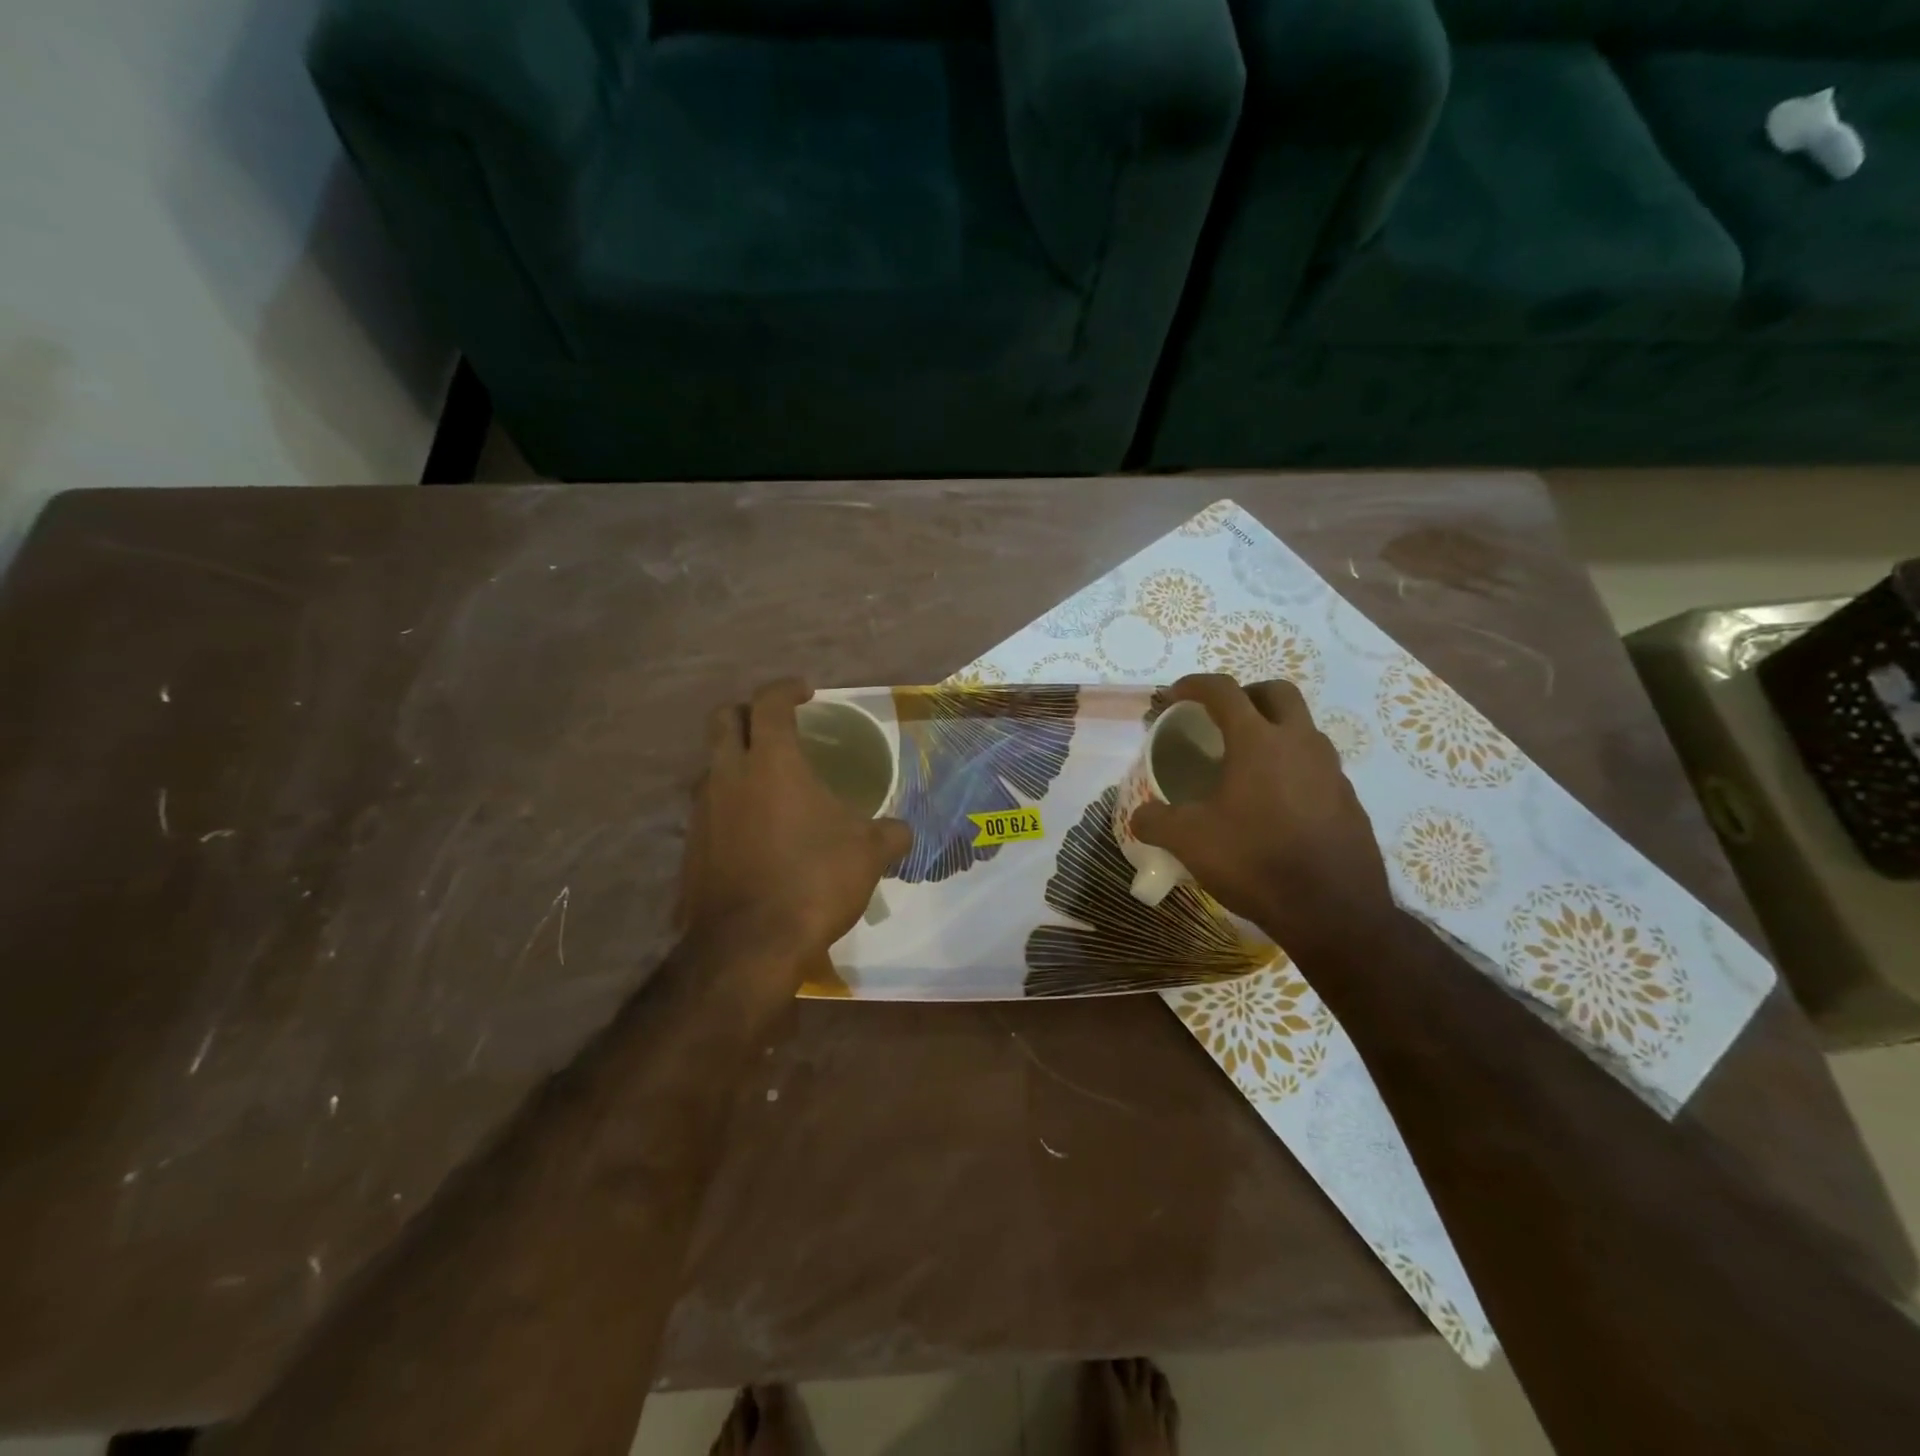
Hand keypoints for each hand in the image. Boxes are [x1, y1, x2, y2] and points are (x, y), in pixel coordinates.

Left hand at [679, 680, 912, 970]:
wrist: (750, 945)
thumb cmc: (814, 881)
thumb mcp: (868, 854)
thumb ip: (889, 833)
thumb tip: (903, 831)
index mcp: (772, 762)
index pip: (769, 702)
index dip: (787, 688)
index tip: (806, 692)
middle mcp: (729, 776)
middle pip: (723, 719)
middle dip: (748, 712)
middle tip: (776, 725)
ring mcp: (702, 812)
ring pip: (710, 765)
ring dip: (735, 760)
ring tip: (767, 781)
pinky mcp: (691, 847)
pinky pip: (708, 808)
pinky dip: (729, 804)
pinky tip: (755, 830)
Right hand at [1130, 674, 1393, 960]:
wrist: (1333, 911)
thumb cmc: (1254, 861)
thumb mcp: (1188, 841)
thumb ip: (1156, 821)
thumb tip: (1140, 816)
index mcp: (1258, 741)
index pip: (1224, 691)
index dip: (1194, 685)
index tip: (1175, 696)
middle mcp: (1300, 744)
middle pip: (1277, 692)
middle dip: (1246, 694)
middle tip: (1221, 718)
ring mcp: (1331, 771)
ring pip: (1302, 729)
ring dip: (1273, 731)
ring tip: (1246, 763)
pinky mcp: (1349, 800)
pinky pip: (1317, 767)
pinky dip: (1292, 768)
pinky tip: (1274, 804)